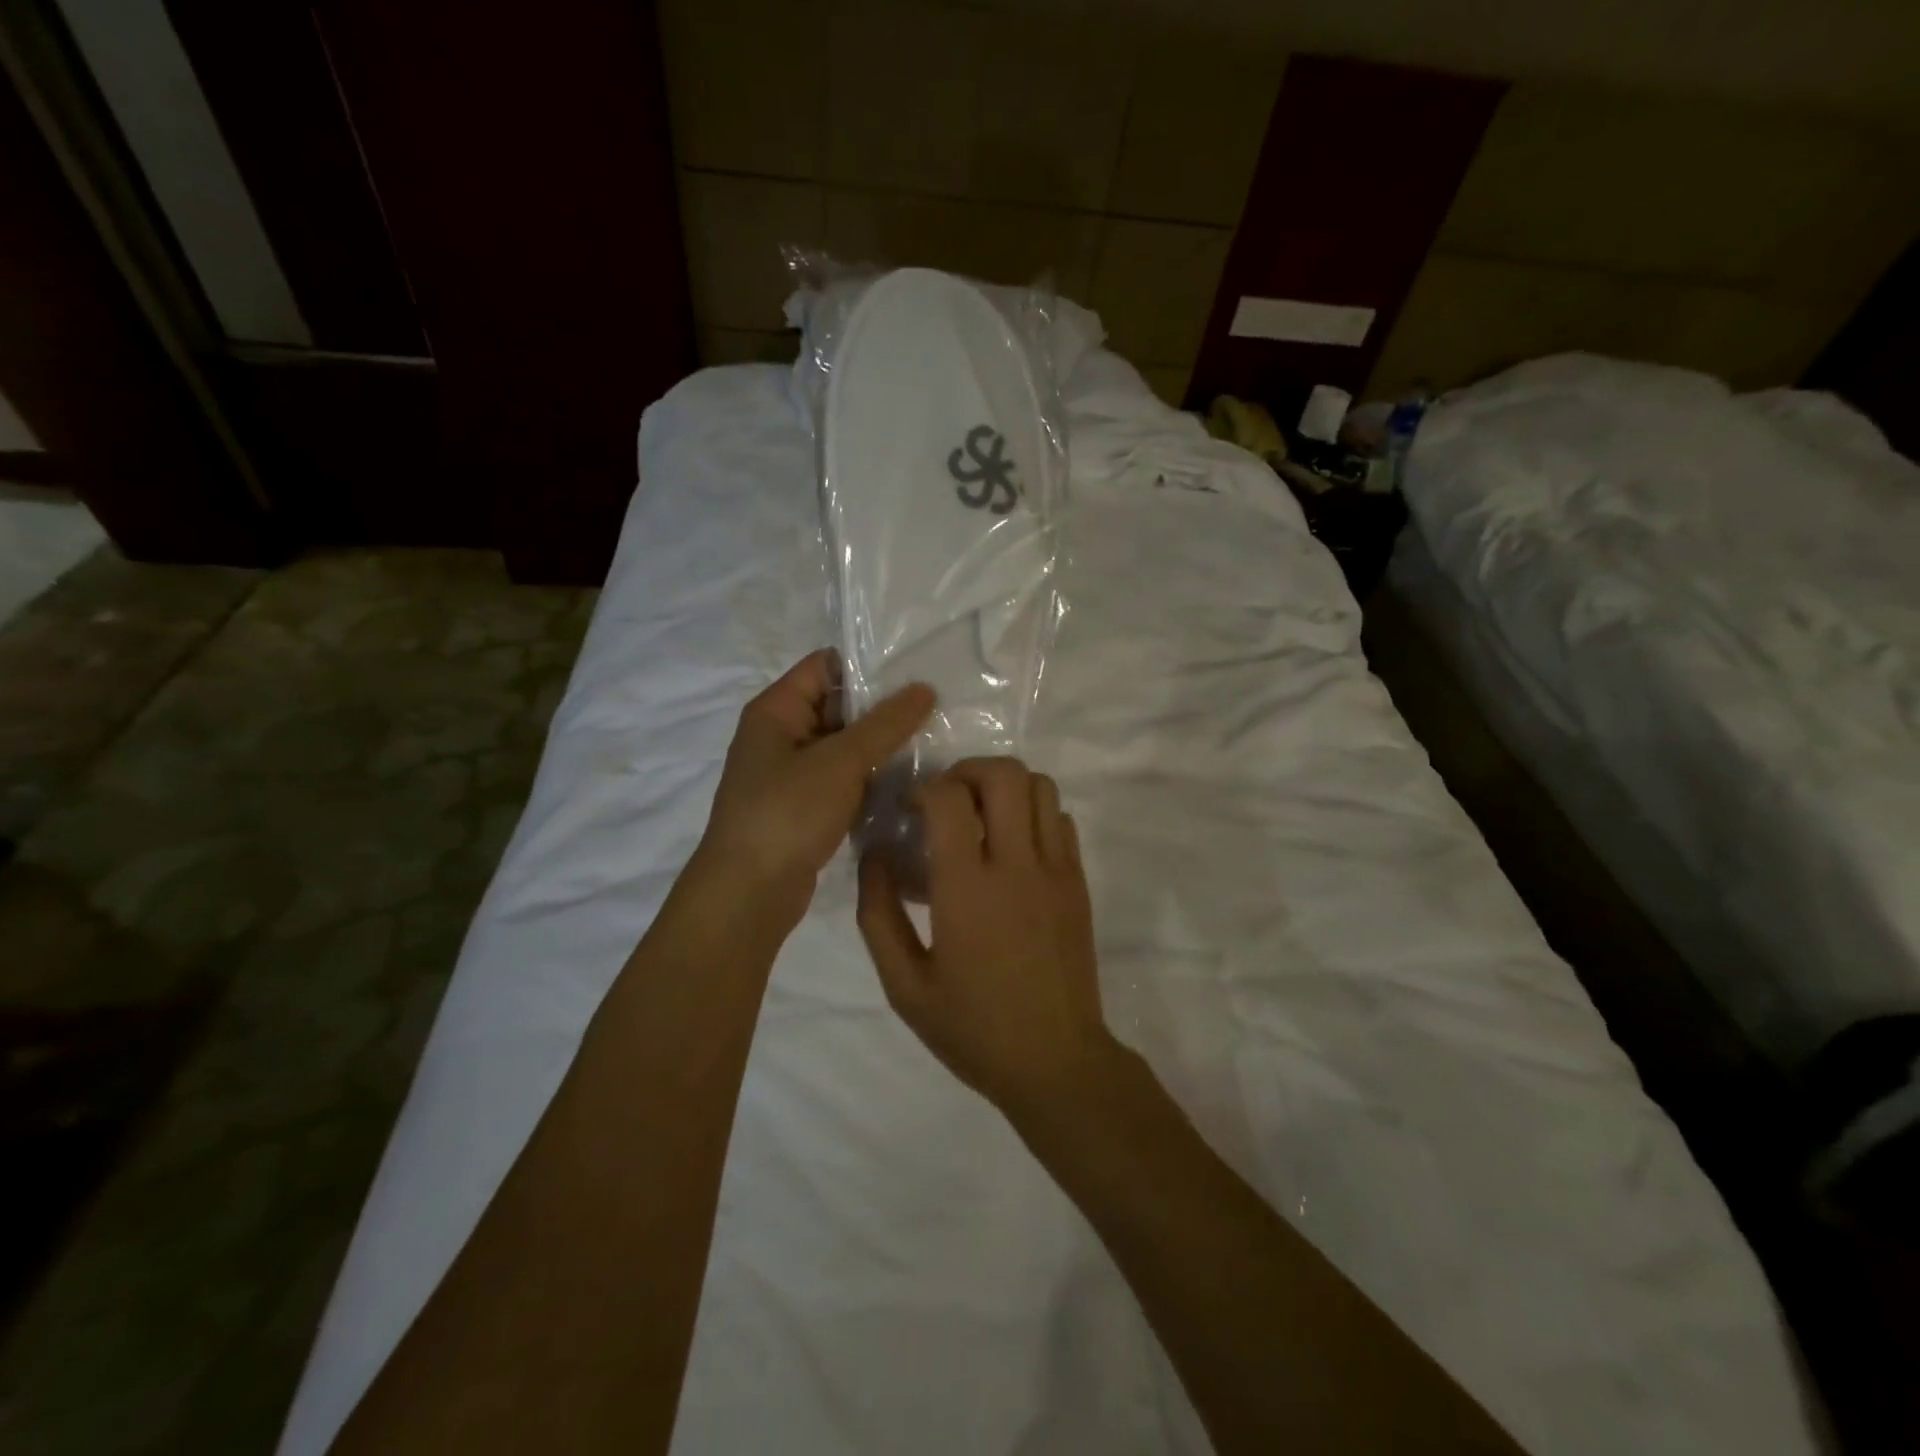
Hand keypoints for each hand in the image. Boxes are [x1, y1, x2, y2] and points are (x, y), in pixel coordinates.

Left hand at [700, 651, 933, 923]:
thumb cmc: (787, 813)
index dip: (868, 665)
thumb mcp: (840, 761)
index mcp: (776, 710)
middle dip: (883, 708)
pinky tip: (910, 781)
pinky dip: (870, 778)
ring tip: (934, 741)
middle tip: (938, 708)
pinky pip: (843, 779)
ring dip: (881, 746)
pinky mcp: (805, 807)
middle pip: (838, 705)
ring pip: (844, 746)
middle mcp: (781, 735)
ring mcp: (792, 774)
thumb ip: (885, 724)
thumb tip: (924, 688)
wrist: (749, 892)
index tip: (917, 671)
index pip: (825, 665)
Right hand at [857, 757, 1112, 1113]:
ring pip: (1040, 786)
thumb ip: (879, 915)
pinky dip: (1034, 813)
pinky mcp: (1078, 882)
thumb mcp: (904, 986)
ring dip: (1005, 787)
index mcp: (968, 889)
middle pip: (1004, 773)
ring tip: (981, 816)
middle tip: (947, 799)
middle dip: (968, 770)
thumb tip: (875, 856)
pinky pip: (1061, 819)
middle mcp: (1017, 866)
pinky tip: (1013, 847)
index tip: (910, 810)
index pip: (949, 798)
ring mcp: (1056, 871)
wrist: (1056, 1062)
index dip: (923, 789)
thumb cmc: (973, 1028)